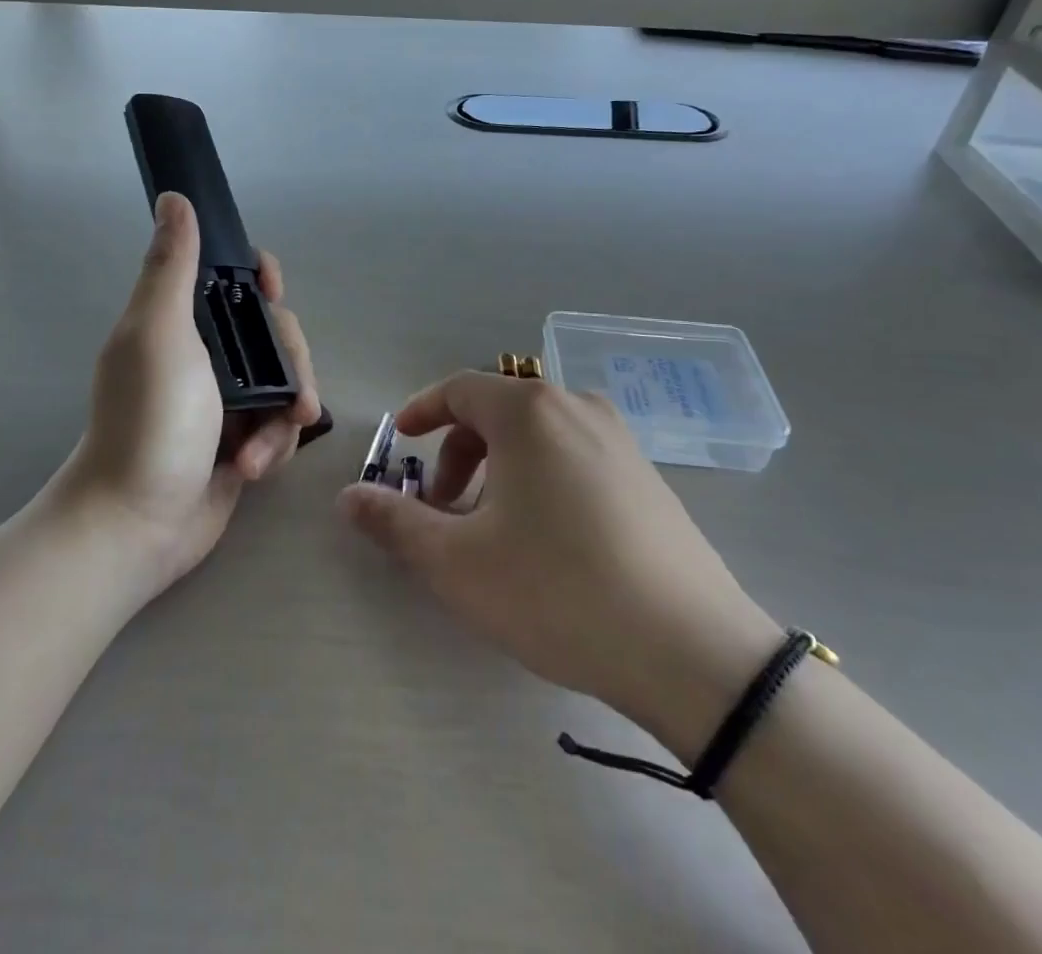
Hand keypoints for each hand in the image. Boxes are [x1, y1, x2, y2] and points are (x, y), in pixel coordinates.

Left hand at [52, 193, 321, 599]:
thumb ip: (172, 266)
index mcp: (182, 322)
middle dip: (292, 365)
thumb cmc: (149, 421)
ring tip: (261, 451)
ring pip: (286, 382)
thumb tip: (173, 198)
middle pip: (275, 334)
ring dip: (284, 415)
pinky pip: (280, 427)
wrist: (136, 524)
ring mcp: (225, 401)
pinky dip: (274, 447)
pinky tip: (252, 471)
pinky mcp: (241, 442)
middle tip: (294, 397)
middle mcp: (206, 356)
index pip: (231, 279)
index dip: (260, 278)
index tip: (274, 291)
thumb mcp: (159, 334)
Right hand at [339, 372, 780, 759]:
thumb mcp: (457, 563)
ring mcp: (620, 440)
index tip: (400, 442)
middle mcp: (576, 407)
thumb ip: (394, 522)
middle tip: (443, 509)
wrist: (693, 653)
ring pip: (537, 436)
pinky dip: (540, 478)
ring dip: (499, 469)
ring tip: (492, 529)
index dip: (421, 411)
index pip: (459, 389)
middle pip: (497, 412)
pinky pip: (574, 456)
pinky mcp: (647, 476)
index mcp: (529, 412)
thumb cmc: (557, 591)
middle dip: (458, 453)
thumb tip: (348, 497)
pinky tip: (546, 539)